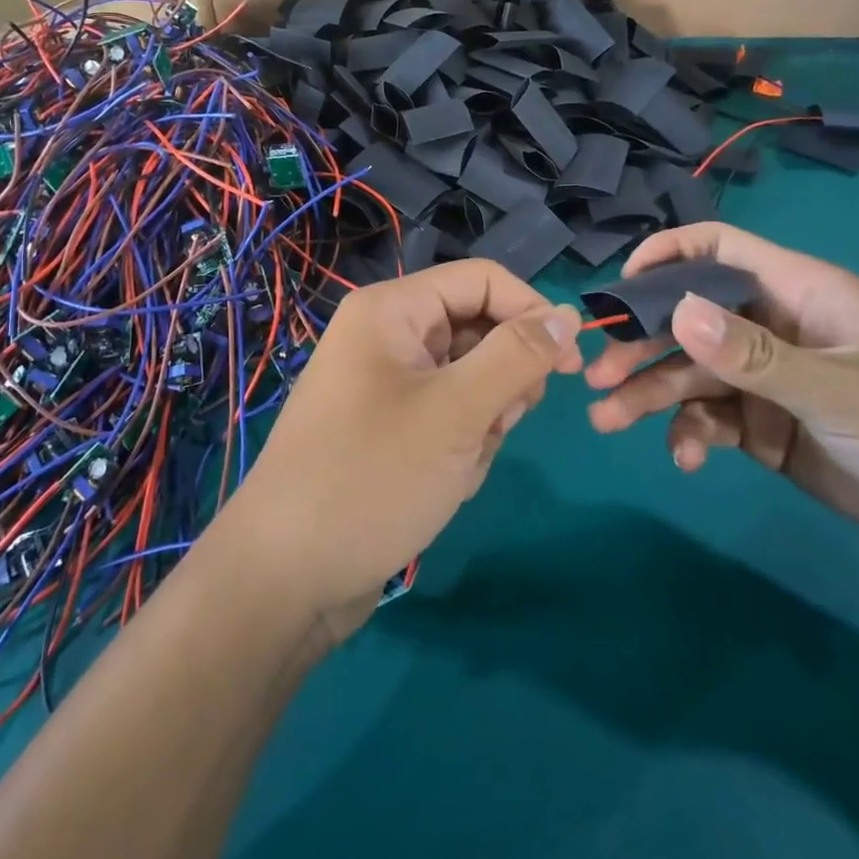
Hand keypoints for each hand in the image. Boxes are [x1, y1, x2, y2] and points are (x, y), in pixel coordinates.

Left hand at [225, 260, 582, 636]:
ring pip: (469, 382)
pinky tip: (443, 486)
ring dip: (483, 424)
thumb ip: (517, 356)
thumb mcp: (457, 412)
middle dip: (501, 382)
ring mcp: (385, 386)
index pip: (482, 281)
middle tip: (496, 426)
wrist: (287, 577)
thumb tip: (566, 313)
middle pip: (477, 331)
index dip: (531, 312)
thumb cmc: (373, 478)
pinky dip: (460, 449)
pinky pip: (448, 419)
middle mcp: (386, 337)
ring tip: (458, 465)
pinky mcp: (388, 429)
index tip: (572, 365)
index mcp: (392, 310)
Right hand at [585, 222, 858, 565]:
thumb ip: (756, 356)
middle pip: (689, 320)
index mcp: (799, 294)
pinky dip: (692, 435)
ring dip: (650, 394)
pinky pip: (714, 420)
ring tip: (609, 421)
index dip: (665, 256)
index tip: (619, 289)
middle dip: (641, 344)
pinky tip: (686, 459)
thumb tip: (677, 312)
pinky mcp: (770, 428)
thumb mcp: (842, 390)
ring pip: (692, 374)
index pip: (719, 249)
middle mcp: (775, 329)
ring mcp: (770, 380)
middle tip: (596, 376)